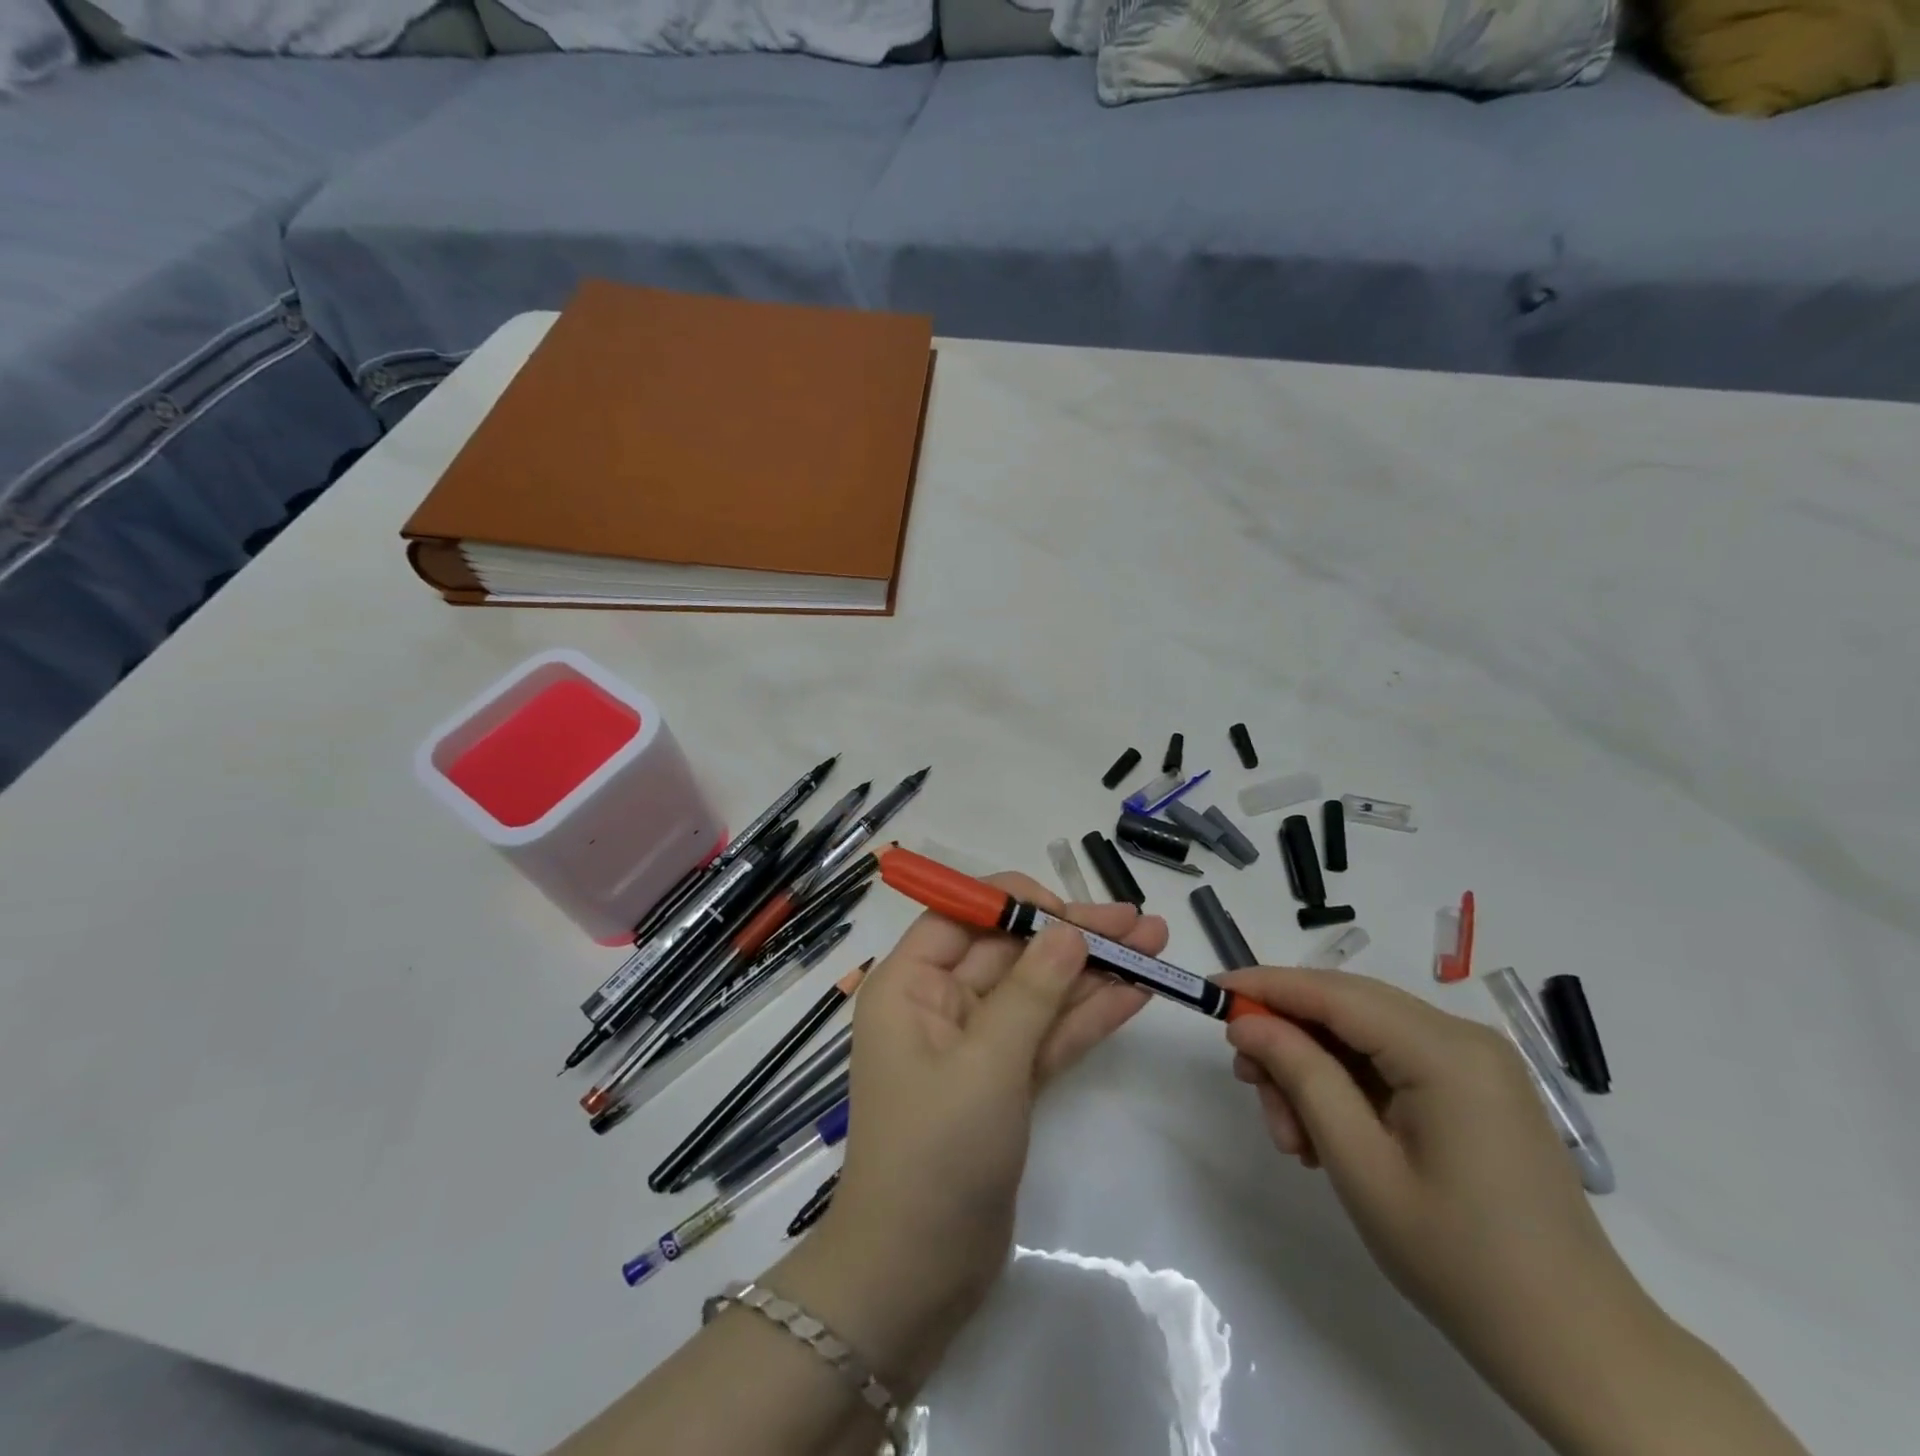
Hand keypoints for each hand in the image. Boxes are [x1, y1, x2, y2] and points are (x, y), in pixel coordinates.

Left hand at [767, 875, 1161, 1390]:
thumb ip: (1032, 991)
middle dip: (1073, 936)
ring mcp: (975, 1045)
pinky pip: (1047, 1036)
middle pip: (1010, 952)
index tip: (1072, 910)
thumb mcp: (986, 1063)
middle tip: (1140, 922)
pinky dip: (1088, 1016)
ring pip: (1038, 992)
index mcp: (909, 985)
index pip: (962, 917)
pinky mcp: (1004, 1082)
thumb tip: (1069, 928)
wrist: (917, 1276)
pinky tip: (1136, 993)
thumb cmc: (936, 1154)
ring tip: (1156, 944)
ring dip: (1093, 971)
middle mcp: (938, 1004)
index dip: (1016, 904)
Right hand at [1220, 966, 1667, 1451]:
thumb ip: (1299, 1075)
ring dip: (1313, 1071)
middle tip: (1248, 1085)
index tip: (1210, 991)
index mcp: (1445, 1050)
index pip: (1332, 992)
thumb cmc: (1460, 1260)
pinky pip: (1389, 1063)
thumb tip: (1247, 1021)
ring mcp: (1474, 1064)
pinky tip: (1325, 1138)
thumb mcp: (1359, 1164)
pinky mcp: (1474, 1090)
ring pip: (1361, 1036)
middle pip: (1345, 1008)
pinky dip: (1346, 1087)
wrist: (1578, 1351)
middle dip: (1287, 1038)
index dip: (1265, 985)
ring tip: (1291, 1136)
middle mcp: (1463, 1038)